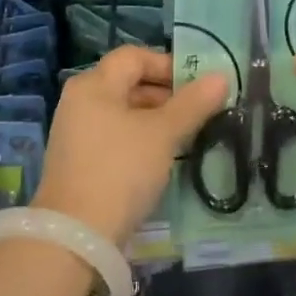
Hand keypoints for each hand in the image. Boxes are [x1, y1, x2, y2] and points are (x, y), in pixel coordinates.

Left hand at [32, 47, 227, 245]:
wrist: (75, 239)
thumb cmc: (120, 171)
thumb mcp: (163, 134)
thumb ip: (193, 104)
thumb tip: (221, 77)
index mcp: (95, 84)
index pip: (134, 57)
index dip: (167, 65)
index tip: (196, 85)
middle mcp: (80, 101)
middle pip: (127, 83)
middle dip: (164, 94)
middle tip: (196, 112)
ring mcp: (75, 133)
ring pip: (122, 112)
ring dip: (153, 119)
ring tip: (183, 137)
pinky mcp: (76, 162)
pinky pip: (112, 136)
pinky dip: (137, 139)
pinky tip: (158, 159)